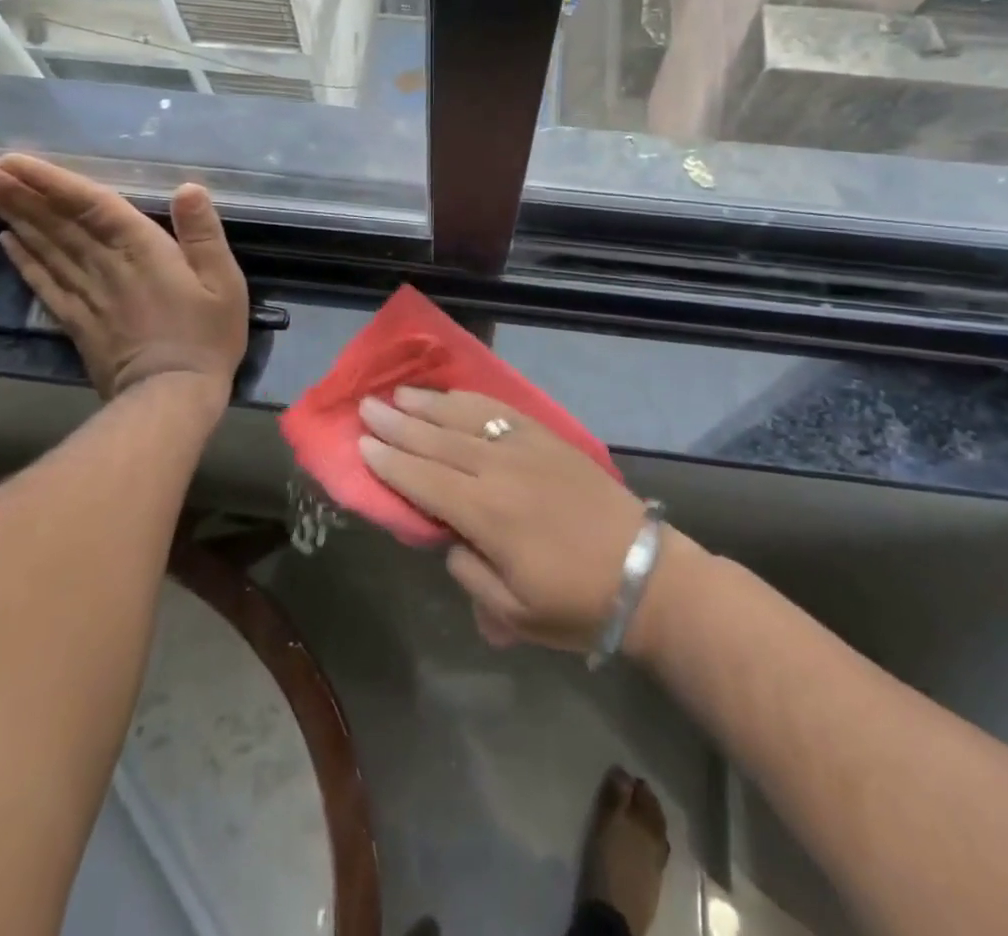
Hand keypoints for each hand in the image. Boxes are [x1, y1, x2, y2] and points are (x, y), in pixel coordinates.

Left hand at [0, 154, 248, 401]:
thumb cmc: (206, 336)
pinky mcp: (76, 321)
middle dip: (17, 192)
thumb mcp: (224, 283)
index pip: (90, 205)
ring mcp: (85, 294)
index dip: (52, 181)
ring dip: (13, 216)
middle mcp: (104, 265)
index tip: (13, 159)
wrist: (171, 396)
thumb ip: (204, 234)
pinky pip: (44, 283)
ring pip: (43, 247)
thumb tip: (188, 188)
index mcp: (141, 249)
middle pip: (55, 222)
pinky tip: (5, 240)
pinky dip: (23, 260)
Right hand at [358, 388, 649, 652]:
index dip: (391, 463)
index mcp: (488, 516)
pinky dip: (471, 399)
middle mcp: (500, 471)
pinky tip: (453, 394)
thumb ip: (469, 572)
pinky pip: (501, 411)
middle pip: (438, 441)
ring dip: (429, 404)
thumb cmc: (576, 603)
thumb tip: (448, 537)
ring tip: (400, 394)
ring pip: (467, 418)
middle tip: (366, 407)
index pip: (425, 481)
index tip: (362, 445)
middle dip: (399, 424)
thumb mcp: (512, 613)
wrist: (645, 574)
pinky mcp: (548, 438)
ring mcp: (527, 448)